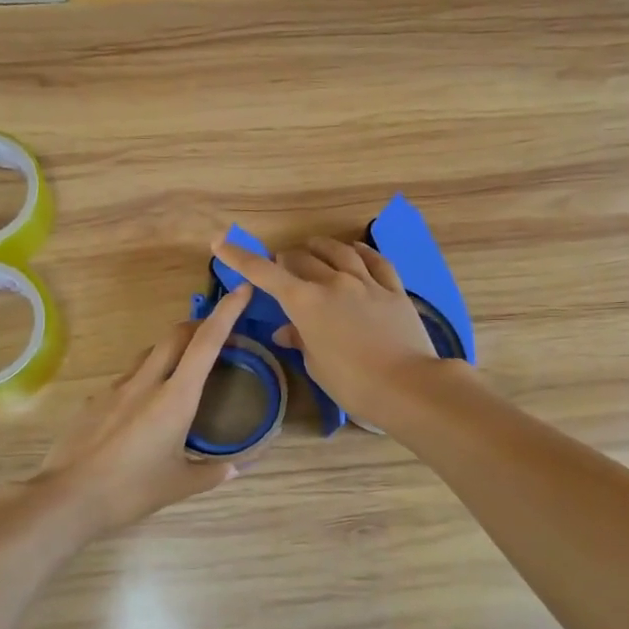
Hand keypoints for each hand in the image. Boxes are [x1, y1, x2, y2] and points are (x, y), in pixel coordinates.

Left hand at [28, 284, 256, 534]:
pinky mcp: (95, 400)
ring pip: (149, 353)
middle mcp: (146, 382)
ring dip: (170, 350)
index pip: (206, 343)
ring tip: (182, 369)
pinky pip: (126, 378)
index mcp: (175, 398)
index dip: (226, 313)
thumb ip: (212, 473)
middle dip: (199, 325)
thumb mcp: (179, 485)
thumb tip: (236, 469)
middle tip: (216, 333)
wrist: (67, 497)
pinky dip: (144, 378)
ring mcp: (116, 388)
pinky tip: (143, 408)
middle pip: (176, 335)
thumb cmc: (130, 491)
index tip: (241, 290)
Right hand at [211, 236, 442, 429]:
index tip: (221, 242)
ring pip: (338, 252)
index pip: (265, 274)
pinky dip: (360, 251)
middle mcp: (333, 283)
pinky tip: (355, 250)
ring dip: (320, 247)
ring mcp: (366, 283)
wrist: (407, 385)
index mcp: (305, 303)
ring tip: (313, 247)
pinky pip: (375, 261)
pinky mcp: (394, 290)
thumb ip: (300, 339)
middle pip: (302, 259)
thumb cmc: (352, 383)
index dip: (241, 257)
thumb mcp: (317, 365)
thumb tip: (286, 330)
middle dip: (285, 260)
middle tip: (280, 265)